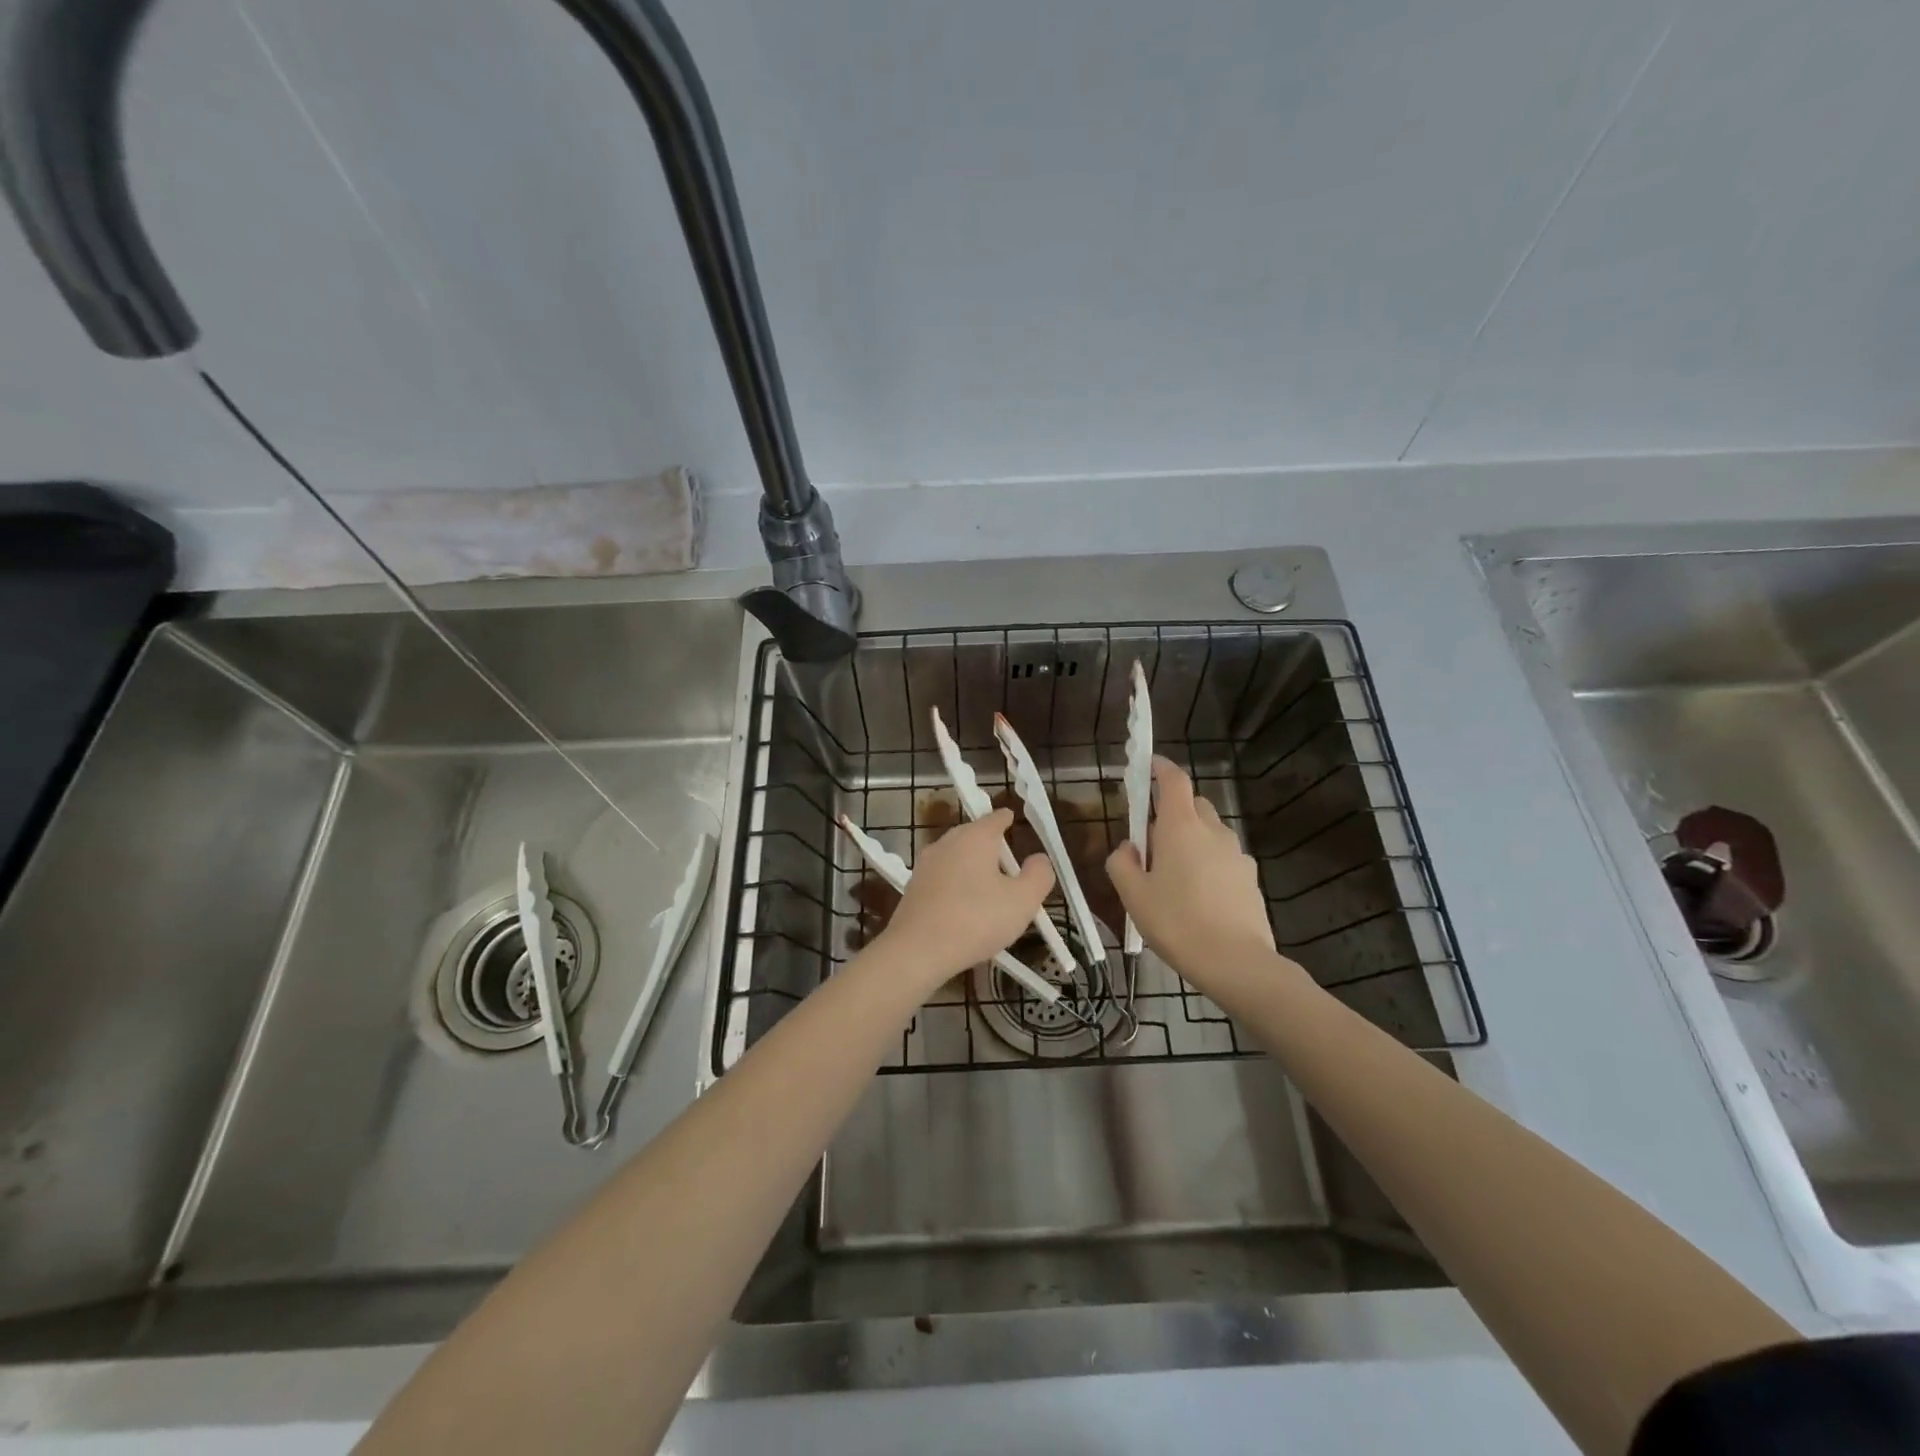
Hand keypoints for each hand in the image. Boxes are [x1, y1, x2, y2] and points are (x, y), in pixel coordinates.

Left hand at [877, 809, 1054, 992]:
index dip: (1009, 821)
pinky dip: (957, 888)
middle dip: (993, 850)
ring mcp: (926, 864)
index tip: (1016, 825)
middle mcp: (948, 842)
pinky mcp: (913, 887)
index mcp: (975, 836)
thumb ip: (1039, 875)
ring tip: (990, 896)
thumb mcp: (1022, 901)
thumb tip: (1039, 858)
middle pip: (975, 837)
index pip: (996, 817)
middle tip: (1011, 872)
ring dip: (974, 871)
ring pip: (958, 859)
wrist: (916, 951)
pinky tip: (965, 912)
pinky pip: (944, 879)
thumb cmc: (976, 920)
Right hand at [1107, 757, 1275, 982]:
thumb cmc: (1177, 923)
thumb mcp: (1133, 896)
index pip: (1173, 780)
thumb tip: (1128, 848)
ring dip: (1191, 839)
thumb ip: (1122, 863)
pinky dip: (1209, 863)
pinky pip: (1224, 857)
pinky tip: (1199, 897)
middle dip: (1172, 811)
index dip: (1160, 767)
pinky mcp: (1250, 877)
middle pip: (1193, 804)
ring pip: (1210, 832)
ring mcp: (1237, 853)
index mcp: (1181, 827)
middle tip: (1152, 842)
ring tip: (1175, 876)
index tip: (1147, 765)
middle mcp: (1213, 831)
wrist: (1236, 963)